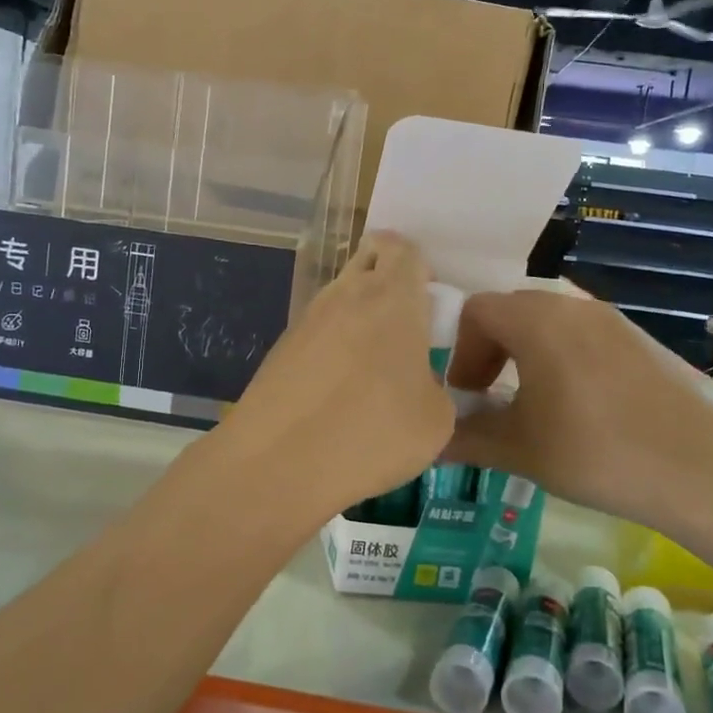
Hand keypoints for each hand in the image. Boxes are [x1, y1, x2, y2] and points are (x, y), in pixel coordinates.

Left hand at [217, 233, 453, 521]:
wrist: (276, 464)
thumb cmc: (371, 434)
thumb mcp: (436, 420)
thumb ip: (435, 385)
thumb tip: (417, 384)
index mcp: (391, 297)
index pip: (403, 248)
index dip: (418, 268)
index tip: (426, 305)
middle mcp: (345, 295)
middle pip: (367, 260)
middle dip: (386, 281)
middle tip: (402, 332)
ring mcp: (306, 320)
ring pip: (340, 298)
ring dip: (358, 319)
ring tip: (371, 374)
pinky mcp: (279, 349)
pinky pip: (317, 333)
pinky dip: (332, 350)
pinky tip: (336, 396)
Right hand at [442, 291, 712, 534]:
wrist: (697, 471)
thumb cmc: (594, 453)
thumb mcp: (518, 450)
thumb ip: (465, 438)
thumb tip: (430, 441)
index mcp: (537, 321)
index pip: (476, 310)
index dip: (460, 350)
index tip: (465, 394)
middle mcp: (573, 306)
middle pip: (511, 310)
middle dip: (489, 349)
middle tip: (488, 395)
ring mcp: (611, 319)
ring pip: (549, 320)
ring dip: (525, 351)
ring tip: (530, 400)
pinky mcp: (639, 338)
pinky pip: (583, 332)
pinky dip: (561, 354)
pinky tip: (576, 403)